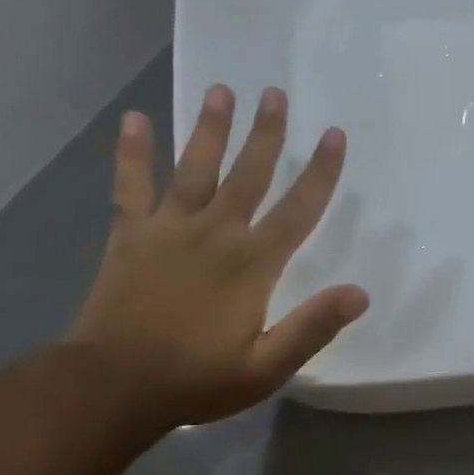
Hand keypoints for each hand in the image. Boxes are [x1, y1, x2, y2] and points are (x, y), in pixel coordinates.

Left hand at [65, 85, 368, 427]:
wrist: (113, 384)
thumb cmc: (197, 378)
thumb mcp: (267, 367)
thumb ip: (312, 327)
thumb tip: (360, 294)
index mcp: (253, 263)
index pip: (297, 209)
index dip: (320, 171)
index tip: (333, 135)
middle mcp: (216, 232)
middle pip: (248, 173)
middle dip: (265, 133)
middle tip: (274, 93)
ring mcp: (169, 228)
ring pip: (195, 167)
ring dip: (209, 128)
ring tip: (220, 90)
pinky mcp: (130, 235)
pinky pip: (131, 185)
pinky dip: (131, 152)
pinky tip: (133, 118)